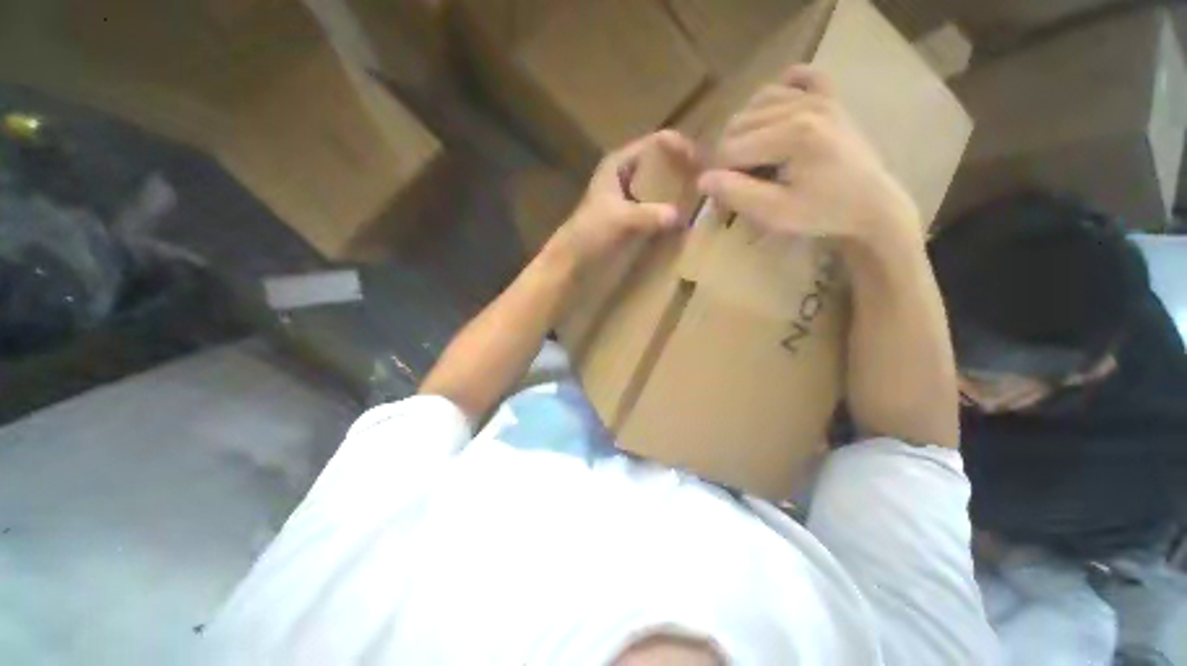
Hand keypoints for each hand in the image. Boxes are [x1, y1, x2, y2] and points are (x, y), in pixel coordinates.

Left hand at [550, 130, 698, 267]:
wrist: (573, 258)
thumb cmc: (590, 233)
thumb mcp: (619, 220)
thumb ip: (648, 215)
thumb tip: (680, 216)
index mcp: (620, 164)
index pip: (657, 142)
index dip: (680, 147)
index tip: (701, 164)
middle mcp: (627, 175)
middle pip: (661, 163)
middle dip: (683, 169)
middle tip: (707, 182)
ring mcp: (629, 196)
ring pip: (660, 185)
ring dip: (678, 191)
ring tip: (701, 200)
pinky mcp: (631, 216)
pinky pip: (657, 206)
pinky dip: (669, 210)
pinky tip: (683, 220)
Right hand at [697, 66, 919, 246]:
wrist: (870, 206)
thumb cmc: (822, 214)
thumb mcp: (775, 214)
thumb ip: (736, 194)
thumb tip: (702, 180)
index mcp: (793, 135)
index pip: (730, 150)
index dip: (718, 177)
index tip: (723, 201)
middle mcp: (804, 105)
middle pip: (738, 124)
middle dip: (728, 156)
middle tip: (737, 184)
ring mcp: (820, 96)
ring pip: (757, 101)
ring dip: (745, 129)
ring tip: (753, 157)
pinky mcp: (830, 96)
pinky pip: (798, 77)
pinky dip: (780, 91)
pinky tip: (777, 114)